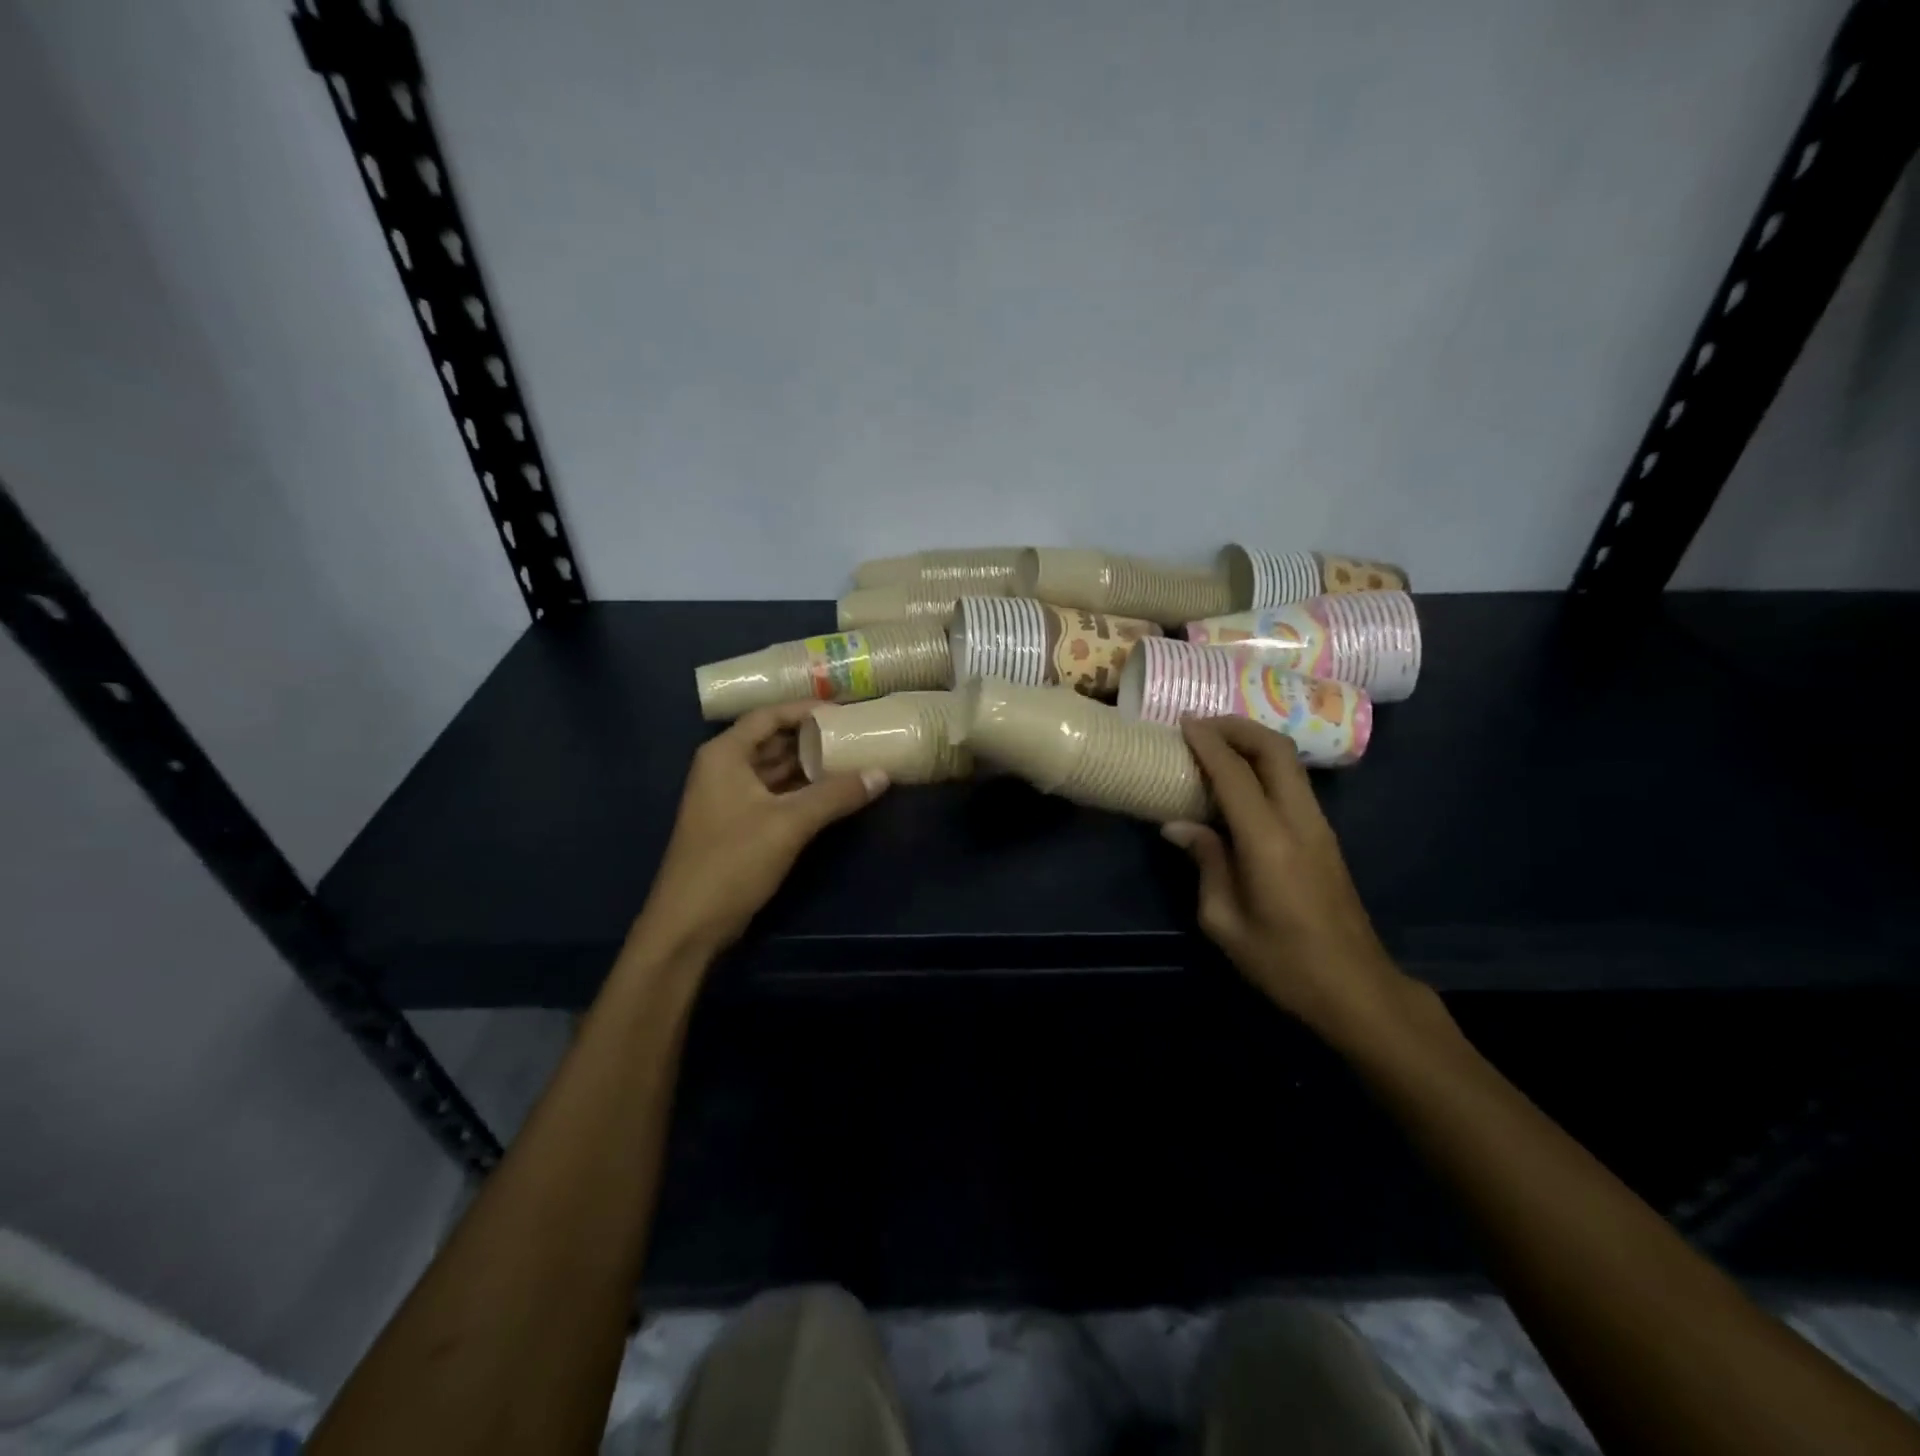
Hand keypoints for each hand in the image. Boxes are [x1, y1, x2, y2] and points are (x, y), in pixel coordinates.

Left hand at [633, 702, 887, 958]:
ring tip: (853, 759)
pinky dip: (802, 791)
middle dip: (813, 738)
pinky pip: (775, 795)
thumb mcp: (789, 823)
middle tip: (856, 734)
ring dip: (810, 766)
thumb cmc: (732, 861)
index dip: (806, 711)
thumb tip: (882, 773)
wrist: (690, 924)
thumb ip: (836, 795)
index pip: (768, 716)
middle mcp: (724, 768)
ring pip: (776, 770)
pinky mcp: (739, 824)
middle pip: (773, 741)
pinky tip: (834, 793)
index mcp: (725, 755)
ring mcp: (730, 798)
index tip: (845, 712)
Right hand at [1163, 717, 1408, 1038]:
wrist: (1355, 989)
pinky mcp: (1325, 837)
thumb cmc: (1282, 962)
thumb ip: (1205, 863)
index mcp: (1267, 841)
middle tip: (1202, 727)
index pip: (1234, 773)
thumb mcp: (1224, 921)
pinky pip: (1294, 783)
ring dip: (1254, 743)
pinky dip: (1265, 766)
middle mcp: (1299, 821)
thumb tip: (1178, 826)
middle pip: (1275, 750)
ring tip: (1217, 747)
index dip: (1207, 743)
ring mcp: (1319, 826)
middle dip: (1237, 728)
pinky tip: (1241, 781)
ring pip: (1290, 762)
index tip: (1182, 723)